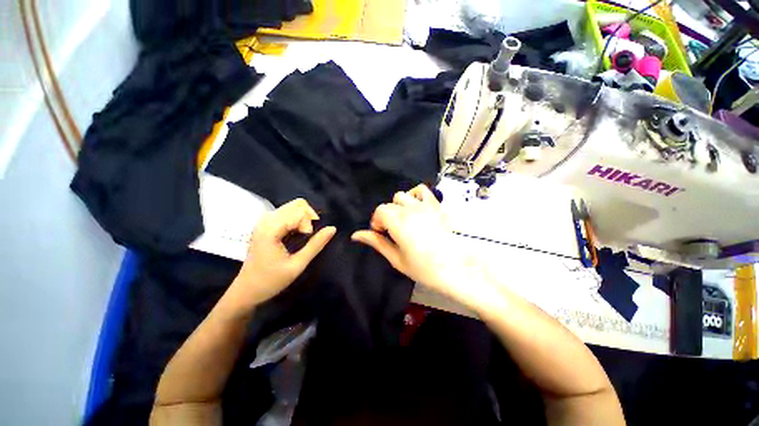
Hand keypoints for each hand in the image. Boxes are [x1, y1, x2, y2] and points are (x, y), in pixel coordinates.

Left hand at [227, 199, 335, 311]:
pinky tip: (296, 233)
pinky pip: (287, 212)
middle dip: (308, 218)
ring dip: (304, 218)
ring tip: (303, 235)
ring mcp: (264, 220)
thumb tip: (333, 228)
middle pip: (297, 204)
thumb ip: (316, 245)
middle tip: (308, 236)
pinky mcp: (266, 223)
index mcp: (270, 229)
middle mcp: (266, 219)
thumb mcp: (297, 265)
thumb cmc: (271, 281)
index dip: (309, 224)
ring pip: (293, 206)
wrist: (246, 290)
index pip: (299, 212)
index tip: (307, 240)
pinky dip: (297, 219)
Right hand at [352, 185, 496, 309]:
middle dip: (387, 216)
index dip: (377, 222)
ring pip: (403, 196)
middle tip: (393, 232)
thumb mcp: (396, 258)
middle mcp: (410, 209)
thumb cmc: (423, 268)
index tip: (382, 234)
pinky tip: (416, 209)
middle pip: (390, 204)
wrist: (455, 269)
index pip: (379, 211)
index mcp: (399, 222)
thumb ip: (376, 242)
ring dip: (399, 206)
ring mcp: (425, 205)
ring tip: (405, 220)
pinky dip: (415, 195)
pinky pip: (422, 190)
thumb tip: (356, 235)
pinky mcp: (436, 205)